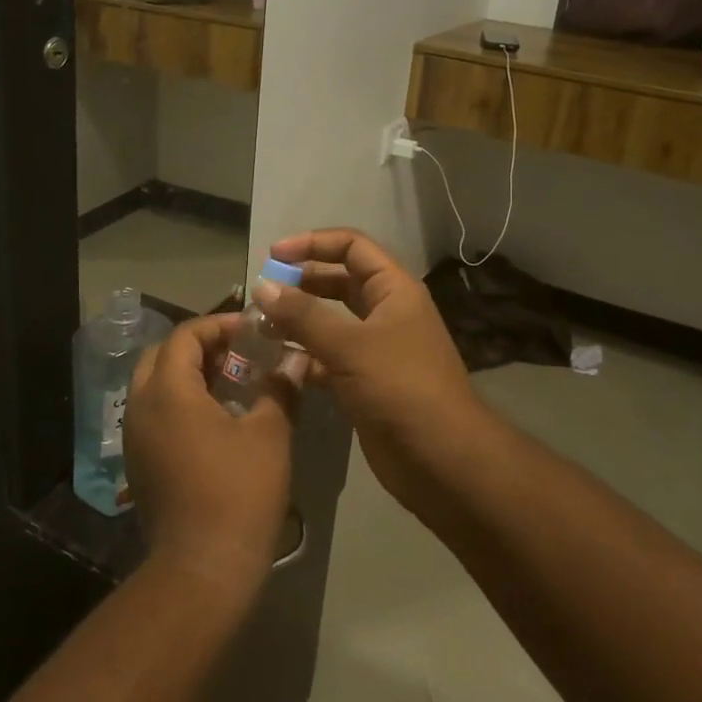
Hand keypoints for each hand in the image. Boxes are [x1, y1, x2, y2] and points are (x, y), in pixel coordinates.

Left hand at [124, 314, 297, 594]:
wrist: (203, 568)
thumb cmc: (239, 492)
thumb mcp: (269, 434)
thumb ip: (280, 388)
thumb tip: (295, 359)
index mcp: (168, 391)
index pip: (185, 335)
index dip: (218, 325)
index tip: (251, 331)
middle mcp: (141, 406)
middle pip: (162, 355)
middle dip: (199, 346)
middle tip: (238, 353)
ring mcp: (135, 437)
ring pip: (154, 385)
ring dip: (187, 374)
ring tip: (230, 382)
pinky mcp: (139, 462)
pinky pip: (154, 413)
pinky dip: (179, 402)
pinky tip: (214, 419)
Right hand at [255, 230, 484, 511]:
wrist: (441, 459)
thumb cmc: (401, 388)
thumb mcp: (351, 345)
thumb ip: (304, 315)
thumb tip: (262, 287)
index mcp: (394, 290)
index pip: (352, 246)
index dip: (313, 243)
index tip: (274, 255)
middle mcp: (385, 312)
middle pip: (339, 281)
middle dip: (301, 282)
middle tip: (262, 293)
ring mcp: (375, 349)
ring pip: (330, 322)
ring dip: (297, 320)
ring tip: (259, 325)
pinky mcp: (364, 382)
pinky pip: (327, 357)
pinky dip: (302, 356)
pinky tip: (274, 361)